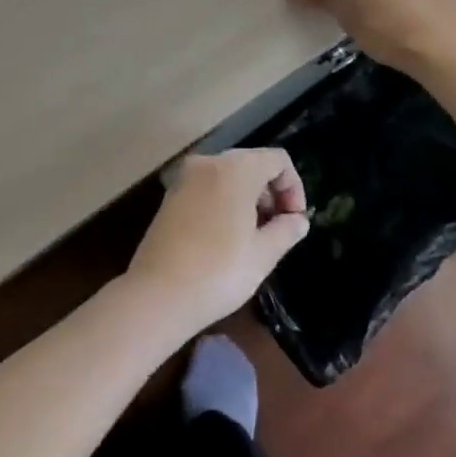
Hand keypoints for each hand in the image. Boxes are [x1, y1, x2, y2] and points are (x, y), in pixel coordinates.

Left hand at [125, 149, 309, 337]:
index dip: (294, 187)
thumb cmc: (218, 272)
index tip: (295, 221)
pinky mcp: (170, 197)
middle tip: (278, 230)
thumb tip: (298, 220)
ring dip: (248, 199)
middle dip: (271, 193)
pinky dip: (224, 202)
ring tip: (253, 237)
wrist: (157, 295)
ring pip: (229, 176)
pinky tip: (226, 238)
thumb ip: (286, 230)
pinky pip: (208, 188)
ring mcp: (185, 178)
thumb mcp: (263, 254)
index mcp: (236, 168)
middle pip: (252, 164)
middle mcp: (209, 162)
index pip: (277, 160)